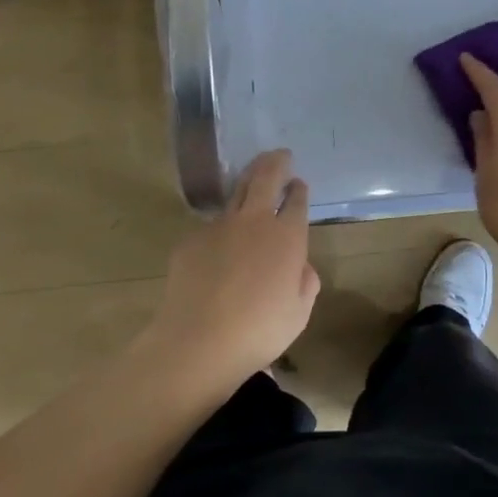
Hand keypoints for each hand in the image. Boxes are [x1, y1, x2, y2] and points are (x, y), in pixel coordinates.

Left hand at [139, 150, 320, 391]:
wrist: (198, 341)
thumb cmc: (258, 332)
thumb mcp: (298, 314)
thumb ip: (305, 284)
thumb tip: (301, 267)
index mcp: (288, 237)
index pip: (297, 201)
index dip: (299, 189)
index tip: (298, 183)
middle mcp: (255, 221)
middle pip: (267, 178)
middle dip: (276, 162)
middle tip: (280, 154)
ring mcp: (220, 226)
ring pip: (237, 191)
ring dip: (249, 178)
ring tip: (253, 172)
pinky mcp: (192, 239)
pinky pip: (211, 225)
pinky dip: (221, 225)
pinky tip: (219, 239)